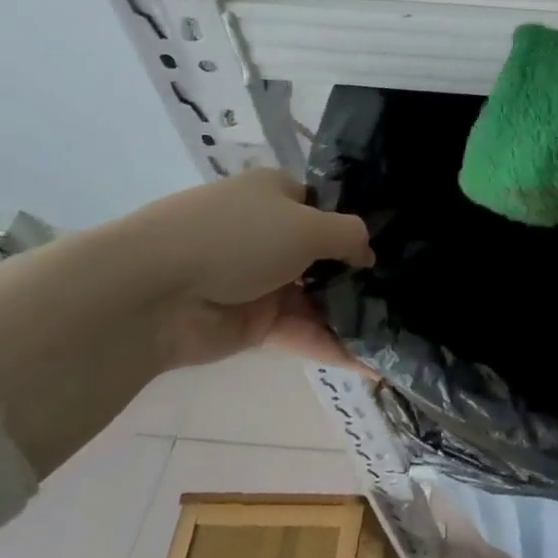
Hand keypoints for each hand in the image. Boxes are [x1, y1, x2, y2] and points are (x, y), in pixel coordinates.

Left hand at [111, 168, 372, 370]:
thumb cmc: (237, 237)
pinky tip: (370, 364)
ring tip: (397, 331)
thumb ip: (349, 236)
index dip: (356, 224)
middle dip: (359, 273)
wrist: (152, 293)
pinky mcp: (251, 323)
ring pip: (315, 296)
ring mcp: (260, 279)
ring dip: (350, 314)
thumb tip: (368, 253)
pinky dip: (331, 345)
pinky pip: (300, 330)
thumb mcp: (308, 225)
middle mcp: (270, 232)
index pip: (326, 206)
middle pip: (324, 254)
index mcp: (277, 194)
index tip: (395, 245)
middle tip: (404, 291)